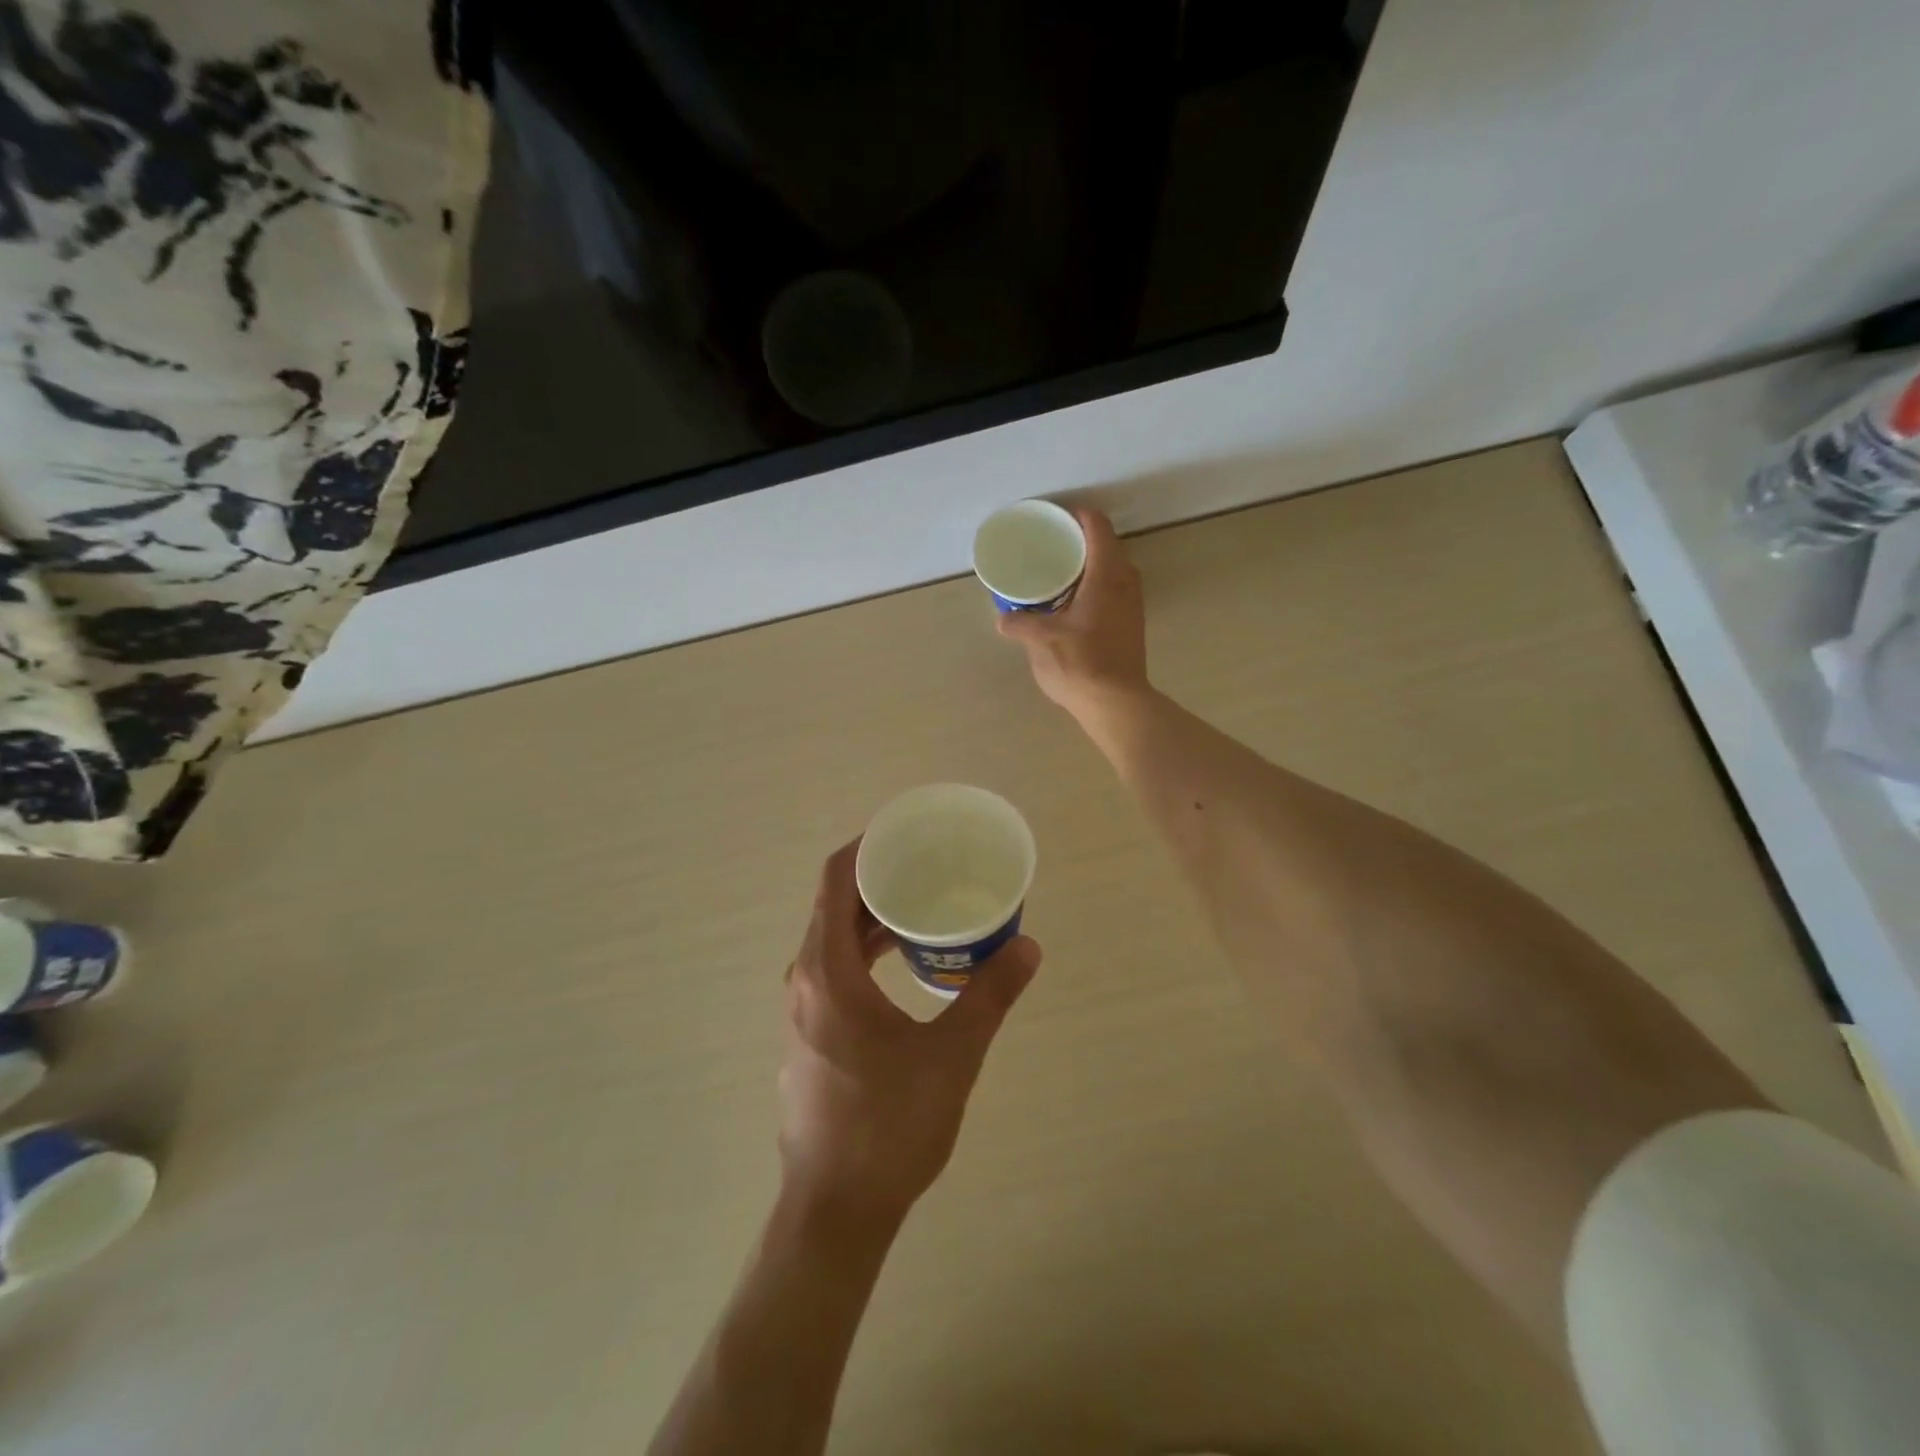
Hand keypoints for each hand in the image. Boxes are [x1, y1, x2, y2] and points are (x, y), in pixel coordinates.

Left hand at [780, 842, 1041, 1225]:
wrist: (836, 1211)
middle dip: (881, 881)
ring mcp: (802, 1011)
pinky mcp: (810, 1037)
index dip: (868, 846)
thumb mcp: (951, 1056)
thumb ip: (991, 996)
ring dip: (875, 919)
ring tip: (925, 907)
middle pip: (836, 906)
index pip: (837, 880)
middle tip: (930, 867)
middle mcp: (805, 981)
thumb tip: (1028, 946)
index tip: (907, 833)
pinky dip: (866, 952)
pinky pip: (834, 970)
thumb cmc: (888, 1126)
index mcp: (828, 971)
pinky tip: (906, 964)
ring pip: (834, 941)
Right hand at [996, 507, 1148, 723]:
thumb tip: (1004, 619)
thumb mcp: (1040, 640)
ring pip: (1111, 571)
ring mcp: (1133, 604)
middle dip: (1078, 543)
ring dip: (1087, 569)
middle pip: (1105, 546)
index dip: (1076, 517)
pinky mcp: (1132, 625)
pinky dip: (1093, 589)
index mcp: (1106, 574)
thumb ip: (1020, 623)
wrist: (1116, 703)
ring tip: (1056, 577)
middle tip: (1049, 548)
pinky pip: (1112, 592)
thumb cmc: (1080, 662)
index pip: (1097, 526)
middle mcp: (1126, 581)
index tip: (1053, 521)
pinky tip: (1071, 606)